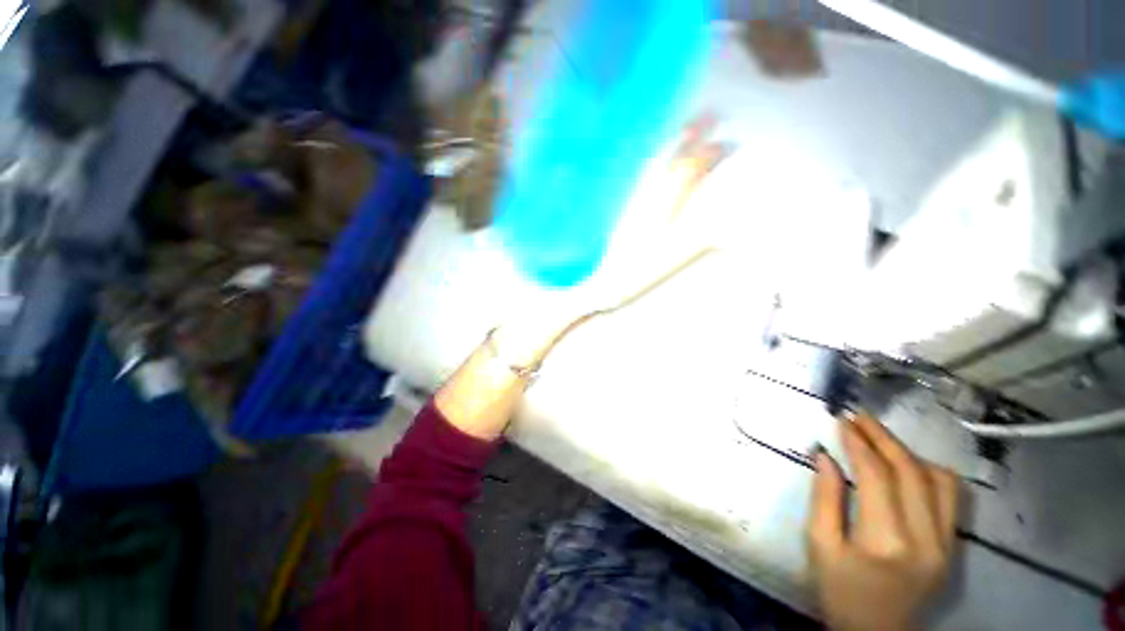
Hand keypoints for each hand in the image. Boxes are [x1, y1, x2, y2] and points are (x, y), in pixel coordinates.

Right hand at [808, 414, 959, 630]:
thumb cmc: (840, 591)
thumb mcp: (819, 545)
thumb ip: (823, 498)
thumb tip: (824, 456)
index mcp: (886, 541)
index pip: (877, 477)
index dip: (859, 444)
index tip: (842, 421)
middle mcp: (926, 539)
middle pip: (910, 472)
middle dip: (882, 438)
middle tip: (858, 417)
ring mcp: (947, 544)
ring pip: (938, 480)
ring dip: (907, 452)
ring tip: (879, 437)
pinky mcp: (953, 547)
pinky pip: (950, 497)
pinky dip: (930, 472)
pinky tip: (908, 464)